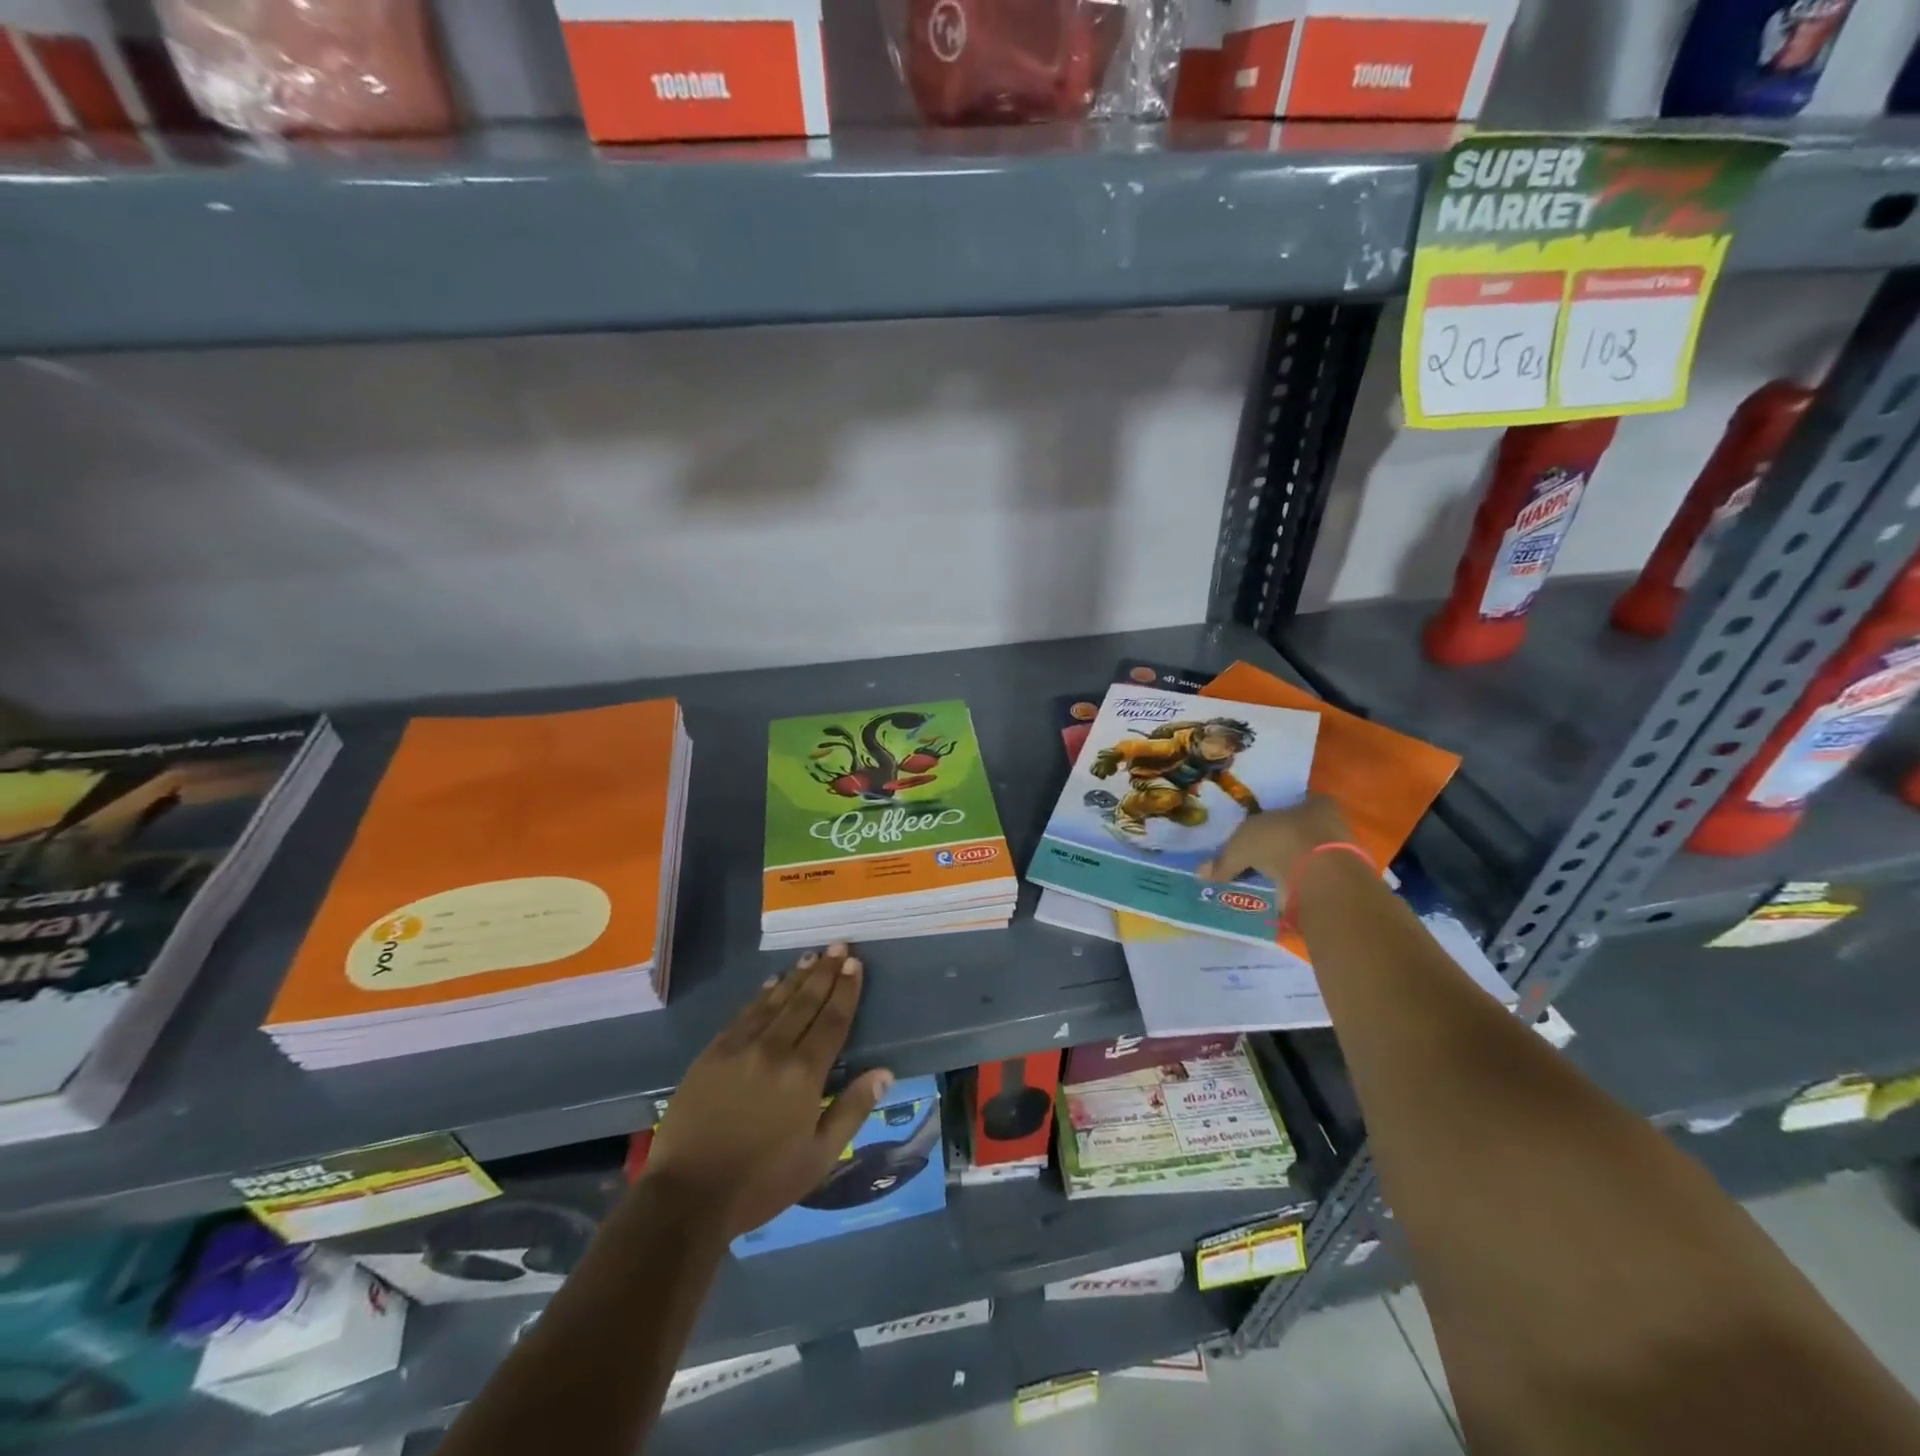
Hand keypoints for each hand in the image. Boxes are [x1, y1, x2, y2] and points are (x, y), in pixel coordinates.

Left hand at [642, 946, 892, 1237]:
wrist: (687, 1196)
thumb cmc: (761, 1182)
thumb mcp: (819, 1157)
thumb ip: (852, 1109)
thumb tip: (885, 1072)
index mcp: (804, 1074)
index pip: (833, 1020)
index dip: (846, 990)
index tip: (855, 964)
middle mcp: (775, 1049)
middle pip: (806, 1002)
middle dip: (825, 972)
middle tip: (839, 946)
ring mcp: (740, 1047)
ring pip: (775, 1001)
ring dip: (796, 977)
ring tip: (812, 957)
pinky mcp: (712, 1053)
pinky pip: (744, 1014)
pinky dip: (762, 995)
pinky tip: (771, 984)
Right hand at [1199, 794, 1353, 886]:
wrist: (1322, 878)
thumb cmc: (1282, 841)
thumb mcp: (1242, 844)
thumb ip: (1224, 859)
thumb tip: (1202, 873)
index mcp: (1314, 803)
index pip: (1294, 805)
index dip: (1275, 816)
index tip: (1258, 831)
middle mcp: (1332, 824)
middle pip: (1300, 832)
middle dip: (1279, 845)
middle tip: (1256, 858)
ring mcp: (1339, 855)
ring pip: (1307, 859)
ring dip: (1288, 869)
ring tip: (1263, 882)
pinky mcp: (1340, 884)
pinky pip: (1311, 883)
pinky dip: (1295, 889)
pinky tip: (1277, 897)